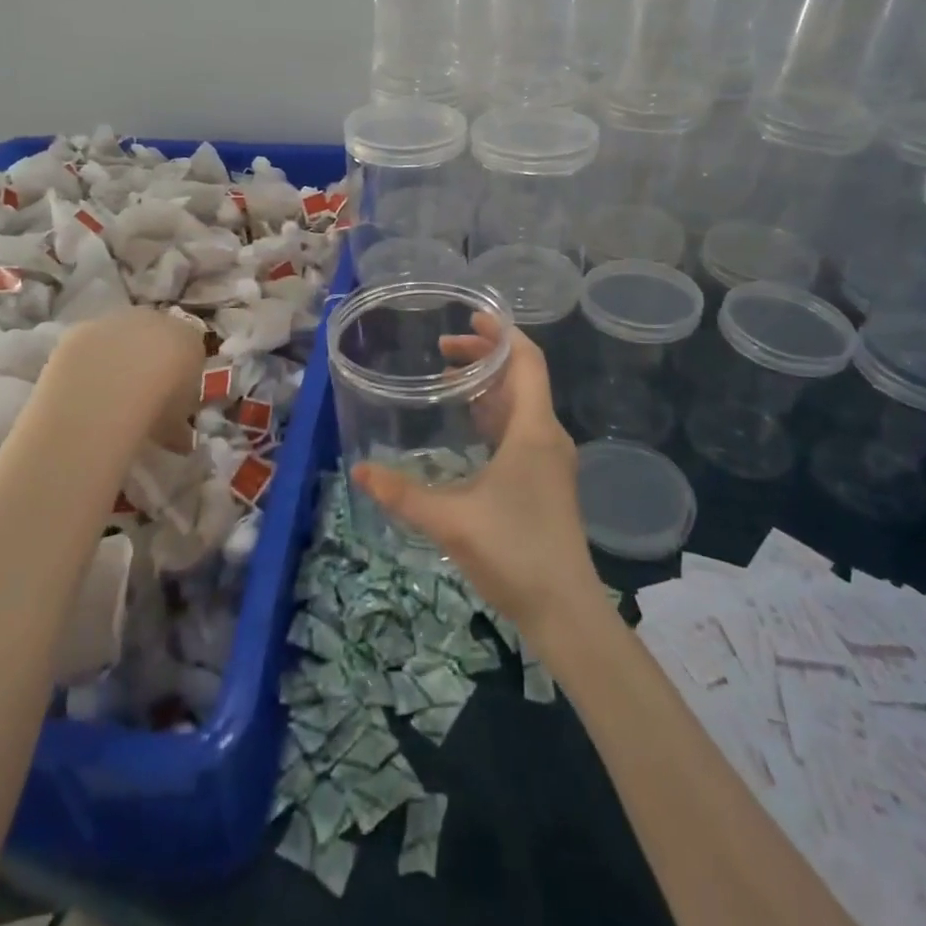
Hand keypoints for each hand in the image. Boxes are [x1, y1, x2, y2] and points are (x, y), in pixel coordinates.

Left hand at [42, 308, 205, 453]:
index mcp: (189, 337)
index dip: (180, 371)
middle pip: (155, 336)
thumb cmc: (158, 405)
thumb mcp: (178, 423)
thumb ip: (180, 423)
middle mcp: (156, 320)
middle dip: (148, 359)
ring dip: (116, 357)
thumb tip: (178, 437)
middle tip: (139, 394)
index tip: (172, 396)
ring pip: (120, 337)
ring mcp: (117, 320)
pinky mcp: (82, 328)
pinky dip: (87, 361)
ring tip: (106, 393)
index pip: (190, 348)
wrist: (110, 389)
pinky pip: (89, 344)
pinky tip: (82, 386)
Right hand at [353, 315, 602, 631]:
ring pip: (522, 404)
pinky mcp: (546, 481)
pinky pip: (521, 428)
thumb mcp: (451, 520)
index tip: (470, 316)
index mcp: (533, 430)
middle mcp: (547, 436)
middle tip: (444, 347)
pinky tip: (468, 427)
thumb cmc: (514, 552)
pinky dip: (495, 413)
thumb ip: (402, 494)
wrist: (565, 610)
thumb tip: (360, 470)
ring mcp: (550, 460)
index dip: (501, 333)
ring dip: (489, 385)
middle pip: (521, 377)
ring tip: (450, 378)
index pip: (527, 361)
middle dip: (485, 355)